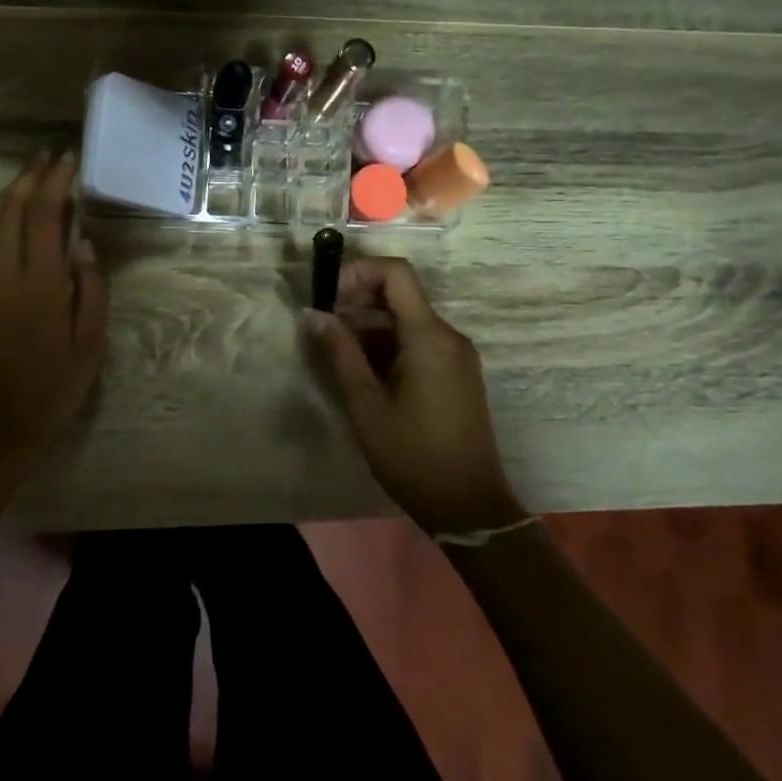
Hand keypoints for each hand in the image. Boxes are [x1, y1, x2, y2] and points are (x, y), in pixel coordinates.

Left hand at [0, 153, 108, 462]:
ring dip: (5, 193)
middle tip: (49, 159)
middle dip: (30, 177)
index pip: (43, 215)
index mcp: (39, 284)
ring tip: (26, 178)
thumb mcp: (91, 344)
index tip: (69, 161)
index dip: (55, 182)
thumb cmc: (53, 387)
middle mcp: (2, 274)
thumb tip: (83, 243)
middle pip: (10, 209)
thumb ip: (91, 289)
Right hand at [302, 257, 523, 536]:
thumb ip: (339, 353)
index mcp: (430, 336)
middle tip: (323, 330)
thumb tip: (312, 314)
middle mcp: (449, 336)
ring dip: (370, 327)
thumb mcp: (366, 405)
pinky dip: (389, 345)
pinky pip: (420, 342)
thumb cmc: (413, 456)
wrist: (469, 507)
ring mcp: (457, 355)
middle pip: (400, 295)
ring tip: (336, 355)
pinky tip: (364, 373)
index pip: (396, 273)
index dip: (359, 273)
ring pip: (408, 320)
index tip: (329, 298)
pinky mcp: (458, 373)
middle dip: (357, 303)